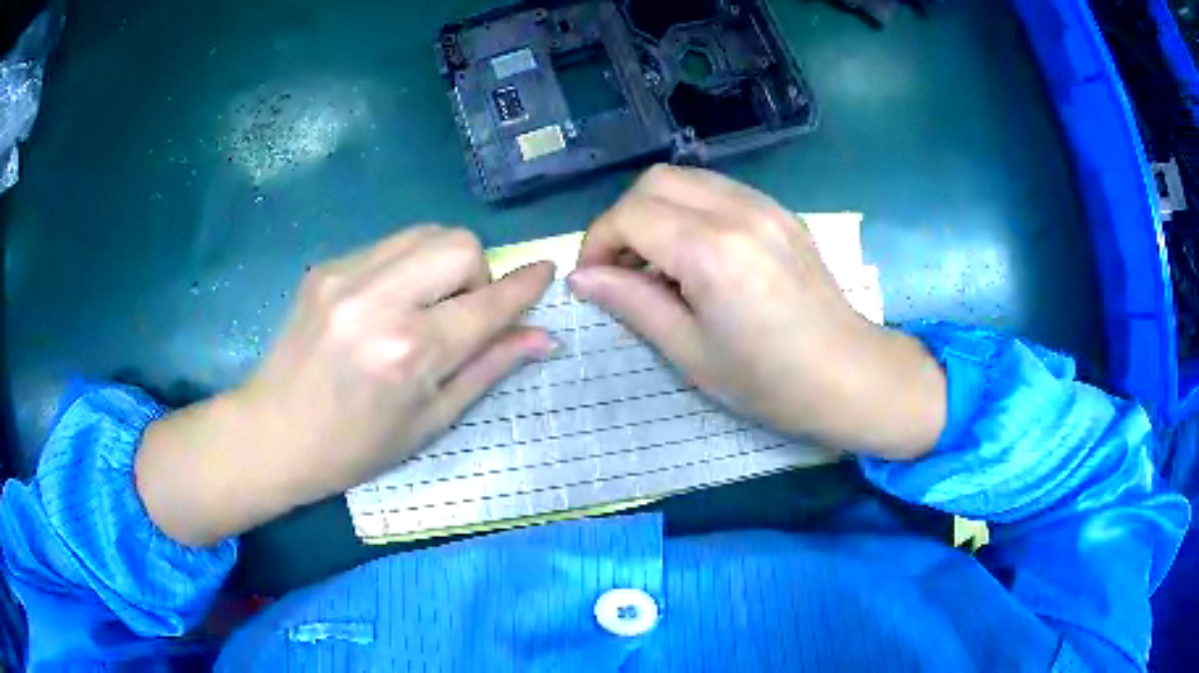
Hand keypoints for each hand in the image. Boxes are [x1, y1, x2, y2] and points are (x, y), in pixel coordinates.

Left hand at [137, 227, 554, 545]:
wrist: (273, 433)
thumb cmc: (355, 447)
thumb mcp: (430, 422)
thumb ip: (488, 369)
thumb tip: (542, 337)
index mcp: (409, 352)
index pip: (486, 303)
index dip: (524, 286)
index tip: (546, 270)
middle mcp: (379, 300)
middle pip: (458, 243)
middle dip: (476, 273)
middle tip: (458, 313)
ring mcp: (345, 275)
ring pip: (425, 233)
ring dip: (442, 264)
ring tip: (423, 306)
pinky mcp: (325, 266)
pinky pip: (388, 246)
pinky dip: (406, 267)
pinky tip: (385, 306)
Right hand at [568, 165, 945, 458]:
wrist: (849, 375)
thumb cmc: (769, 381)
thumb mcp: (690, 352)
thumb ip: (632, 304)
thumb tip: (582, 278)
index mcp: (712, 251)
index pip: (630, 216)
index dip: (598, 242)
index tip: (594, 280)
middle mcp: (737, 212)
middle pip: (654, 182)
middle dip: (624, 219)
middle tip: (623, 268)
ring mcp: (764, 206)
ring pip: (686, 179)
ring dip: (657, 211)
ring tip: (658, 263)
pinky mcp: (780, 212)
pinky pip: (719, 191)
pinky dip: (690, 211)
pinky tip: (697, 254)